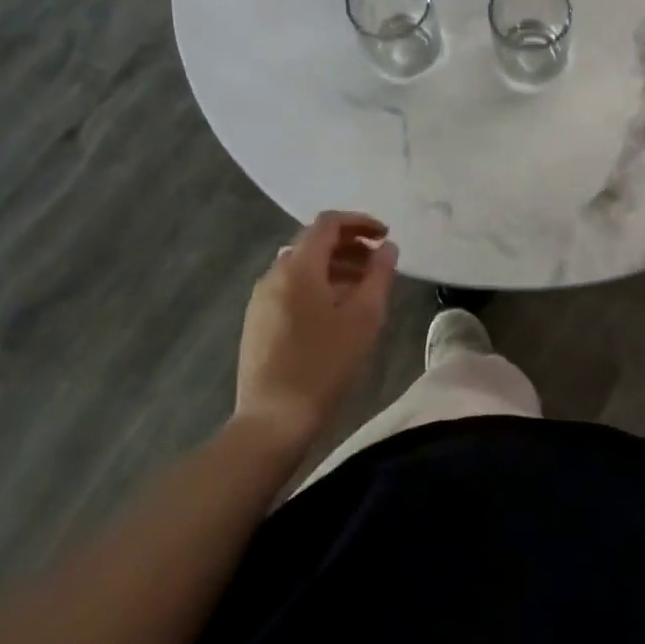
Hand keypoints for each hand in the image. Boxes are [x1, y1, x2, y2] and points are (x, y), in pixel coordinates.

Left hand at [235, 212, 395, 439]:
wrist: (272, 421)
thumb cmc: (324, 364)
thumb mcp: (365, 317)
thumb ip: (379, 274)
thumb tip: (387, 247)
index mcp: (298, 267)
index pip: (328, 223)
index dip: (360, 222)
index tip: (385, 236)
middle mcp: (274, 274)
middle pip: (313, 243)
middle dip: (349, 245)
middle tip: (378, 263)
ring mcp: (261, 300)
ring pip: (302, 267)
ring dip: (334, 267)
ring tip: (363, 288)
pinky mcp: (257, 322)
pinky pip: (291, 287)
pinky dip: (317, 285)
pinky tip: (336, 311)